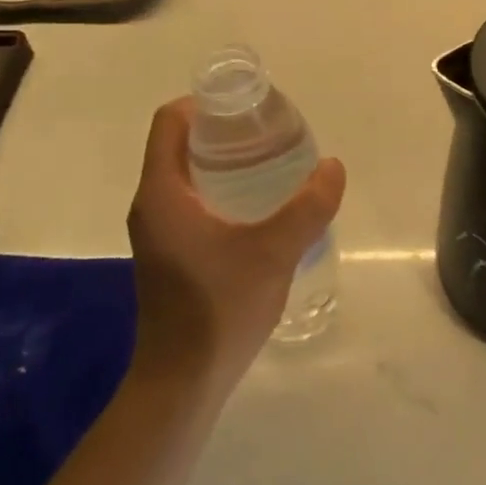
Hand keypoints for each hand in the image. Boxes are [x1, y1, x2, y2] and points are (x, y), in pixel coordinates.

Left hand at [126, 97, 345, 391]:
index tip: (248, 106)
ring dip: (224, 161)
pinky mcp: (169, 254)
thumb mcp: (274, 251)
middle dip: (223, 130)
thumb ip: (309, 206)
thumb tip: (333, 166)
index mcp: (163, 194)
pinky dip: (221, 189)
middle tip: (272, 132)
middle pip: (179, 145)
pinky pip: (191, 201)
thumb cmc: (220, 308)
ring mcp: (158, 233)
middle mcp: (152, 206)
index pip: (170, 123)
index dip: (205, 103)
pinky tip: (260, 207)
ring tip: (273, 162)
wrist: (183, 382)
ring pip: (186, 175)